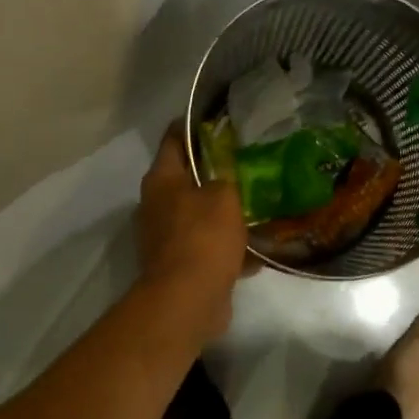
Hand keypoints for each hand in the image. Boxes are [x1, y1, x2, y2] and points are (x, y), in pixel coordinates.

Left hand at [138, 122, 249, 344]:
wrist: (188, 300)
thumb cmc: (203, 237)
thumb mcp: (224, 195)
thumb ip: (227, 177)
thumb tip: (228, 174)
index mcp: (162, 179)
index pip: (176, 138)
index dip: (197, 124)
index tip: (224, 118)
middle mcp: (158, 204)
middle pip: (189, 176)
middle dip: (217, 170)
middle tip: (250, 159)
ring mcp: (167, 235)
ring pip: (201, 212)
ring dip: (225, 209)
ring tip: (260, 198)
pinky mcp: (181, 263)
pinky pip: (209, 244)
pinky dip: (229, 243)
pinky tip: (259, 242)